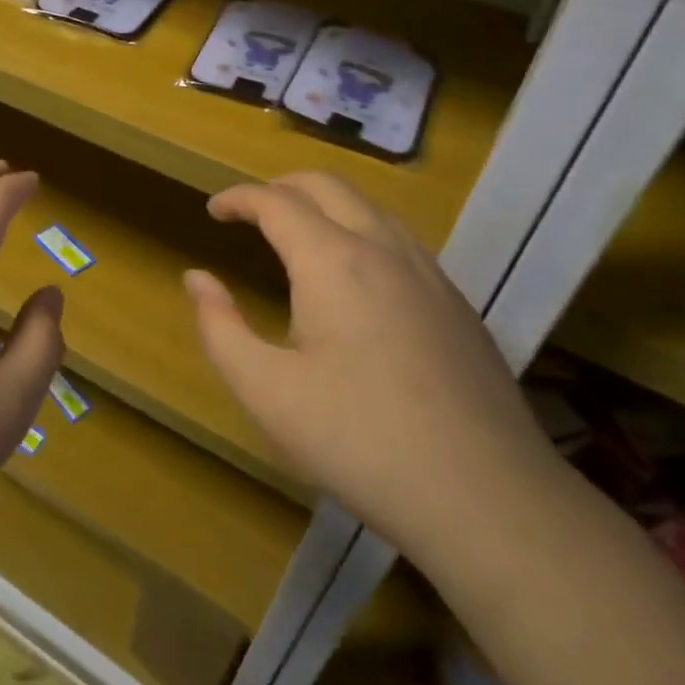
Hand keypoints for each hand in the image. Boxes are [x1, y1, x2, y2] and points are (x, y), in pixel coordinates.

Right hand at [185, 172, 560, 562]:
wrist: (487, 498)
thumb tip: (197, 278)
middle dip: (281, 186)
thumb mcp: (266, 391)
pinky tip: (355, 279)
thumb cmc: (359, 441)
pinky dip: (361, 231)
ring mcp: (430, 274)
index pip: (277, 202)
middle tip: (250, 211)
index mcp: (333, 261)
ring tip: (297, 235)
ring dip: (325, 205)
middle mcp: (384, 249)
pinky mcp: (457, 304)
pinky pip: (399, 241)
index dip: (238, 198)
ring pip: (370, 208)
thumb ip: (220, 327)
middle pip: (328, 186)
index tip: (213, 211)